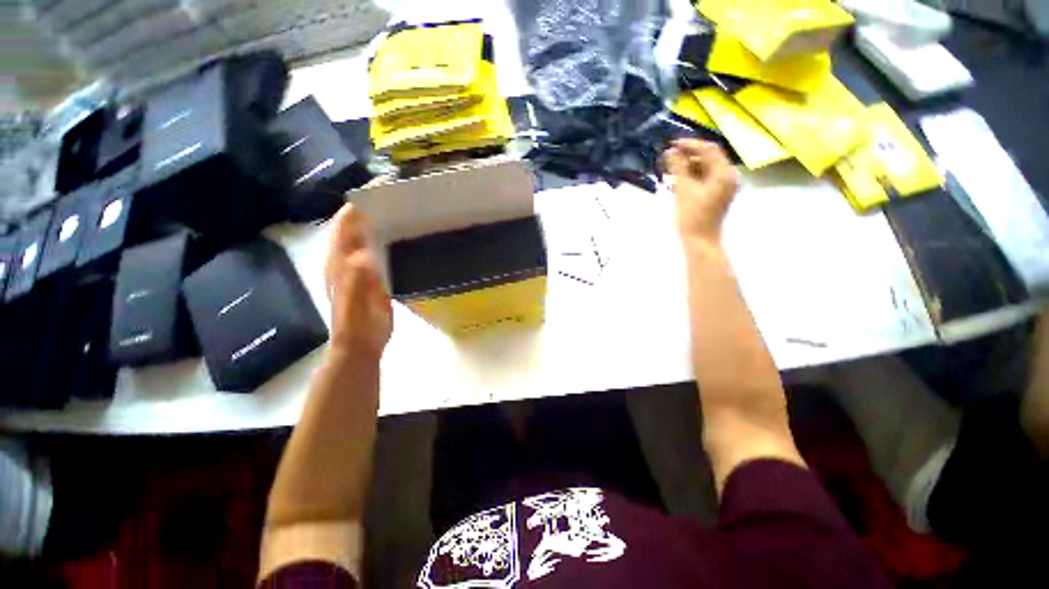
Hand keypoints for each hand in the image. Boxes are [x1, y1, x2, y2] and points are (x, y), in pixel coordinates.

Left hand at [324, 204, 392, 360]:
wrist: (362, 343)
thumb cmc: (357, 322)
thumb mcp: (355, 300)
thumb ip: (357, 277)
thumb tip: (365, 252)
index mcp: (339, 260)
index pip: (346, 223)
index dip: (359, 204)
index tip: (382, 190)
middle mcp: (348, 257)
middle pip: (357, 225)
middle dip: (374, 209)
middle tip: (401, 198)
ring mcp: (361, 266)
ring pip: (370, 237)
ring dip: (383, 223)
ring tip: (407, 212)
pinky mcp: (375, 275)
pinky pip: (381, 251)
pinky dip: (391, 241)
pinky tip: (407, 239)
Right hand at [663, 139, 737, 243]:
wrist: (699, 241)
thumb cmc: (691, 216)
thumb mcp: (683, 189)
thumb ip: (678, 167)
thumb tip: (670, 151)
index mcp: (724, 173)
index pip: (709, 149)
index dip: (690, 144)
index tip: (672, 145)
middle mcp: (728, 176)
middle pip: (709, 158)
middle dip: (688, 156)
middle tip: (669, 157)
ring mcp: (723, 187)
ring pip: (706, 169)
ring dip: (688, 166)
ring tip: (670, 169)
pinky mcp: (717, 195)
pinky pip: (705, 179)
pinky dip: (692, 177)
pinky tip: (678, 180)